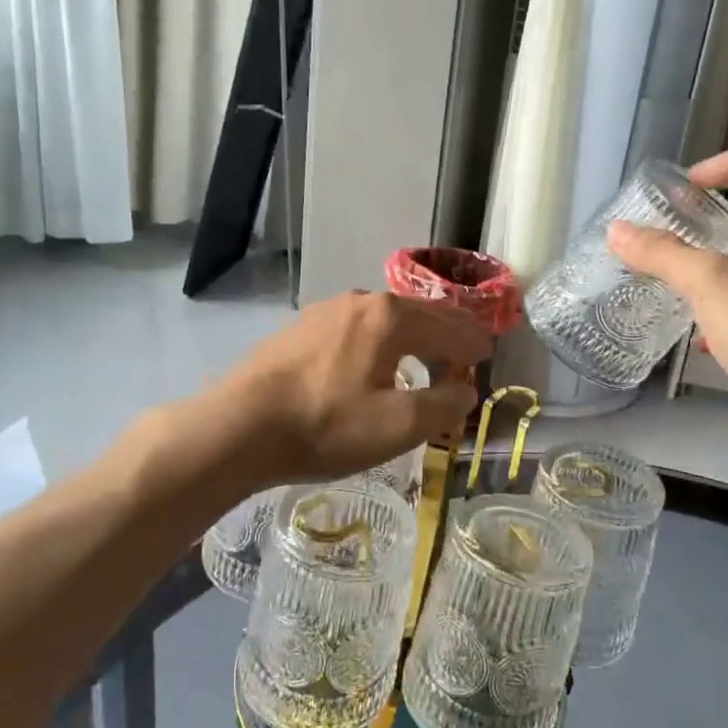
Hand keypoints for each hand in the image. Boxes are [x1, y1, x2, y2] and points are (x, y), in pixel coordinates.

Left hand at [192, 292, 489, 488]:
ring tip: (425, 357)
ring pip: (386, 318)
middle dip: (448, 332)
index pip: (450, 324)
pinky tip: (374, 362)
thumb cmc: (326, 426)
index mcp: (391, 318)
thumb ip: (443, 405)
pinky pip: (358, 328)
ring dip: (414, 336)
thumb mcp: (398, 426)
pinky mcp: (301, 328)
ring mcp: (327, 311)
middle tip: (467, 350)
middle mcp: (362, 301)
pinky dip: (382, 340)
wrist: (239, 426)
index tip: (488, 354)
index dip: (474, 342)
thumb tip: (465, 390)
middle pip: (419, 313)